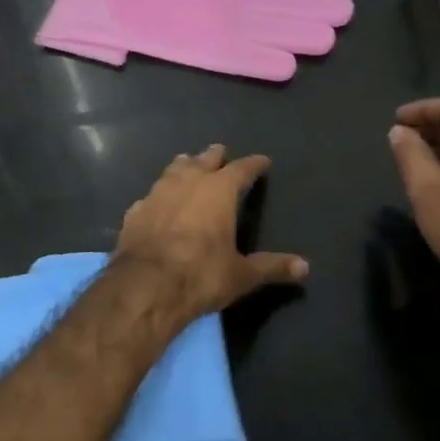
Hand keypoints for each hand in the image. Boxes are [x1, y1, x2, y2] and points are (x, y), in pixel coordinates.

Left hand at [115, 145, 307, 320]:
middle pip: (203, 160)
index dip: (254, 165)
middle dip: (214, 156)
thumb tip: (305, 268)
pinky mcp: (134, 213)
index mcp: (219, 191)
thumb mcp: (242, 275)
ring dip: (183, 167)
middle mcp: (187, 183)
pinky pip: (150, 196)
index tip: (262, 161)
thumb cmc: (201, 275)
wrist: (145, 288)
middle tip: (221, 152)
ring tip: (188, 165)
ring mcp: (156, 195)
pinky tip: (157, 203)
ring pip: (173, 171)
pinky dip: (159, 196)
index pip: (242, 169)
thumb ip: (272, 267)